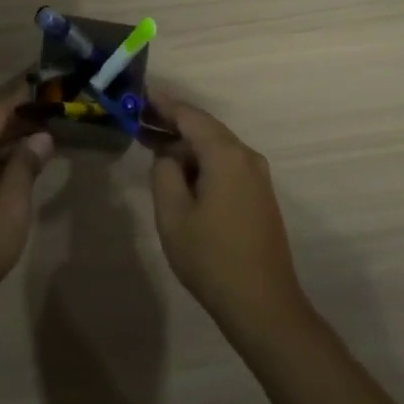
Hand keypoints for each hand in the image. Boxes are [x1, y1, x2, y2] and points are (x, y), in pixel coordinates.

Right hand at [148, 93, 313, 339]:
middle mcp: (247, 156)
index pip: (190, 116)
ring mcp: (257, 177)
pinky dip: (202, 162)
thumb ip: (164, 172)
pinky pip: (226, 165)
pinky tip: (183, 175)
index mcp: (226, 154)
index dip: (163, 104)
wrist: (264, 306)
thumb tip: (168, 156)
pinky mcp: (259, 196)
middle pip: (205, 128)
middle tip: (140, 123)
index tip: (139, 96)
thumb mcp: (173, 214)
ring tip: (154, 149)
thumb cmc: (212, 258)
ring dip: (186, 146)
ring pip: (216, 147)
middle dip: (173, 124)